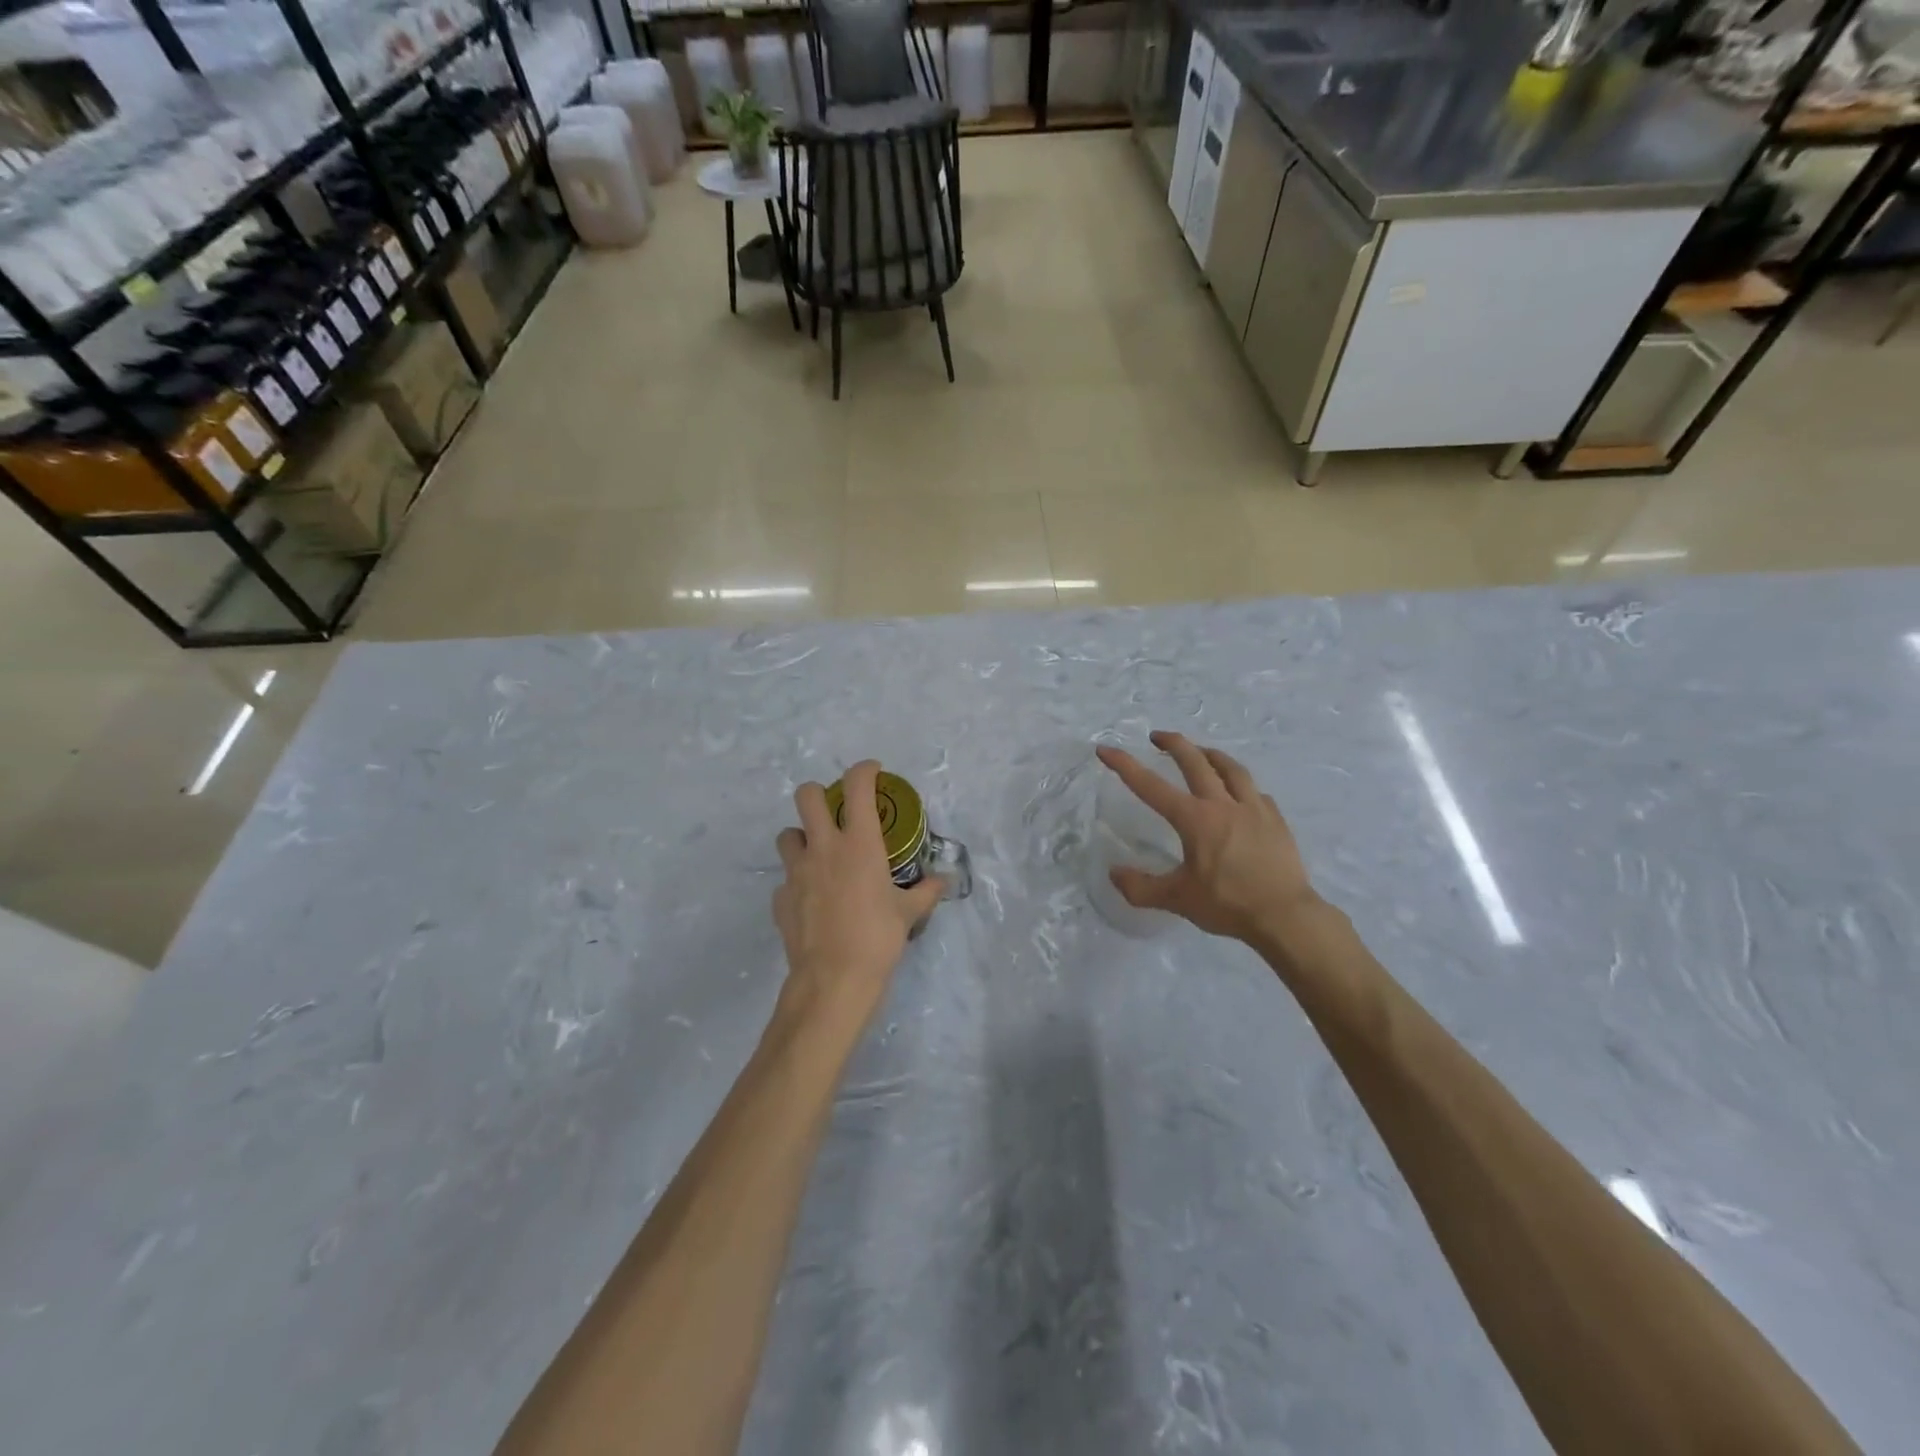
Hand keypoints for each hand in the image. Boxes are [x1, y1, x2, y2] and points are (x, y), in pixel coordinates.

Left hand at [773, 760, 944, 1029]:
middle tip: (835, 811)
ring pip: (787, 835)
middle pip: (807, 796)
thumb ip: (926, 891)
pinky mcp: (780, 898)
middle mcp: (824, 848)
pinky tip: (812, 901)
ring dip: (802, 837)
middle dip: (819, 794)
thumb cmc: (878, 938)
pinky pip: (786, 880)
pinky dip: (798, 883)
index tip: (873, 772)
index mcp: (859, 843)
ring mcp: (796, 872)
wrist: (833, 980)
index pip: (857, 787)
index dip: (864, 770)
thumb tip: (944, 881)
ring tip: (819, 856)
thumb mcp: (909, 913)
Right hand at [1095, 732, 1325, 954]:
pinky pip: (1254, 792)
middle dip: (1173, 744)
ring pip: (1230, 768)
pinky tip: (1238, 792)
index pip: (1151, 786)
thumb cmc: (1228, 904)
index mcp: (1195, 819)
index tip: (1106, 749)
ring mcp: (1253, 808)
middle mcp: (1222, 804)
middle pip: (1195, 761)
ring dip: (1210, 754)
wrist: (1285, 916)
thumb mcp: (1177, 899)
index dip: (1125, 766)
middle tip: (1157, 736)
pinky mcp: (1275, 819)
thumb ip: (1141, 887)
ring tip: (1200, 751)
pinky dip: (1240, 785)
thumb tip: (1114, 873)